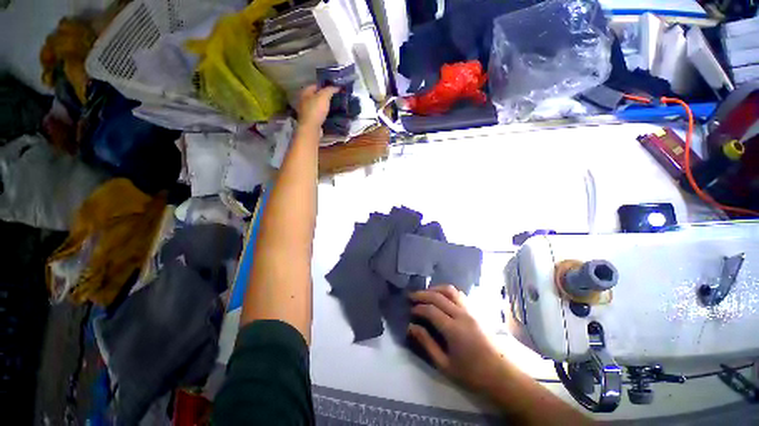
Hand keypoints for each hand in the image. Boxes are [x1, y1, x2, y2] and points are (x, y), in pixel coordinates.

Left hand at [296, 85, 339, 130]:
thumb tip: (337, 86)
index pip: (316, 85)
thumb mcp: (324, 97)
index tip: (334, 88)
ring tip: (334, 106)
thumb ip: (330, 90)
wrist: (311, 128)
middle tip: (335, 97)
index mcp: (305, 92)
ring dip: (324, 106)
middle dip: (325, 96)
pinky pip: (318, 114)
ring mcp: (306, 111)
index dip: (325, 86)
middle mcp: (304, 100)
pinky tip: (330, 115)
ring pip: (317, 106)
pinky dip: (324, 114)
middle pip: (316, 96)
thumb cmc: (316, 110)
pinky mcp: (311, 120)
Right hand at [409, 285, 507, 393]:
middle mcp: (462, 315)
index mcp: (453, 329)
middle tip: (411, 296)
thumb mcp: (445, 365)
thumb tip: (411, 327)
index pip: (431, 310)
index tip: (410, 310)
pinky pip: (459, 294)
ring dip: (435, 289)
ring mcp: (471, 311)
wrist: (502, 375)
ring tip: (426, 293)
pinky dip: (447, 292)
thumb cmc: (472, 374)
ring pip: (450, 290)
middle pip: (438, 296)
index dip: (418, 308)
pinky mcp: (476, 311)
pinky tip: (442, 297)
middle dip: (422, 294)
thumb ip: (427, 344)